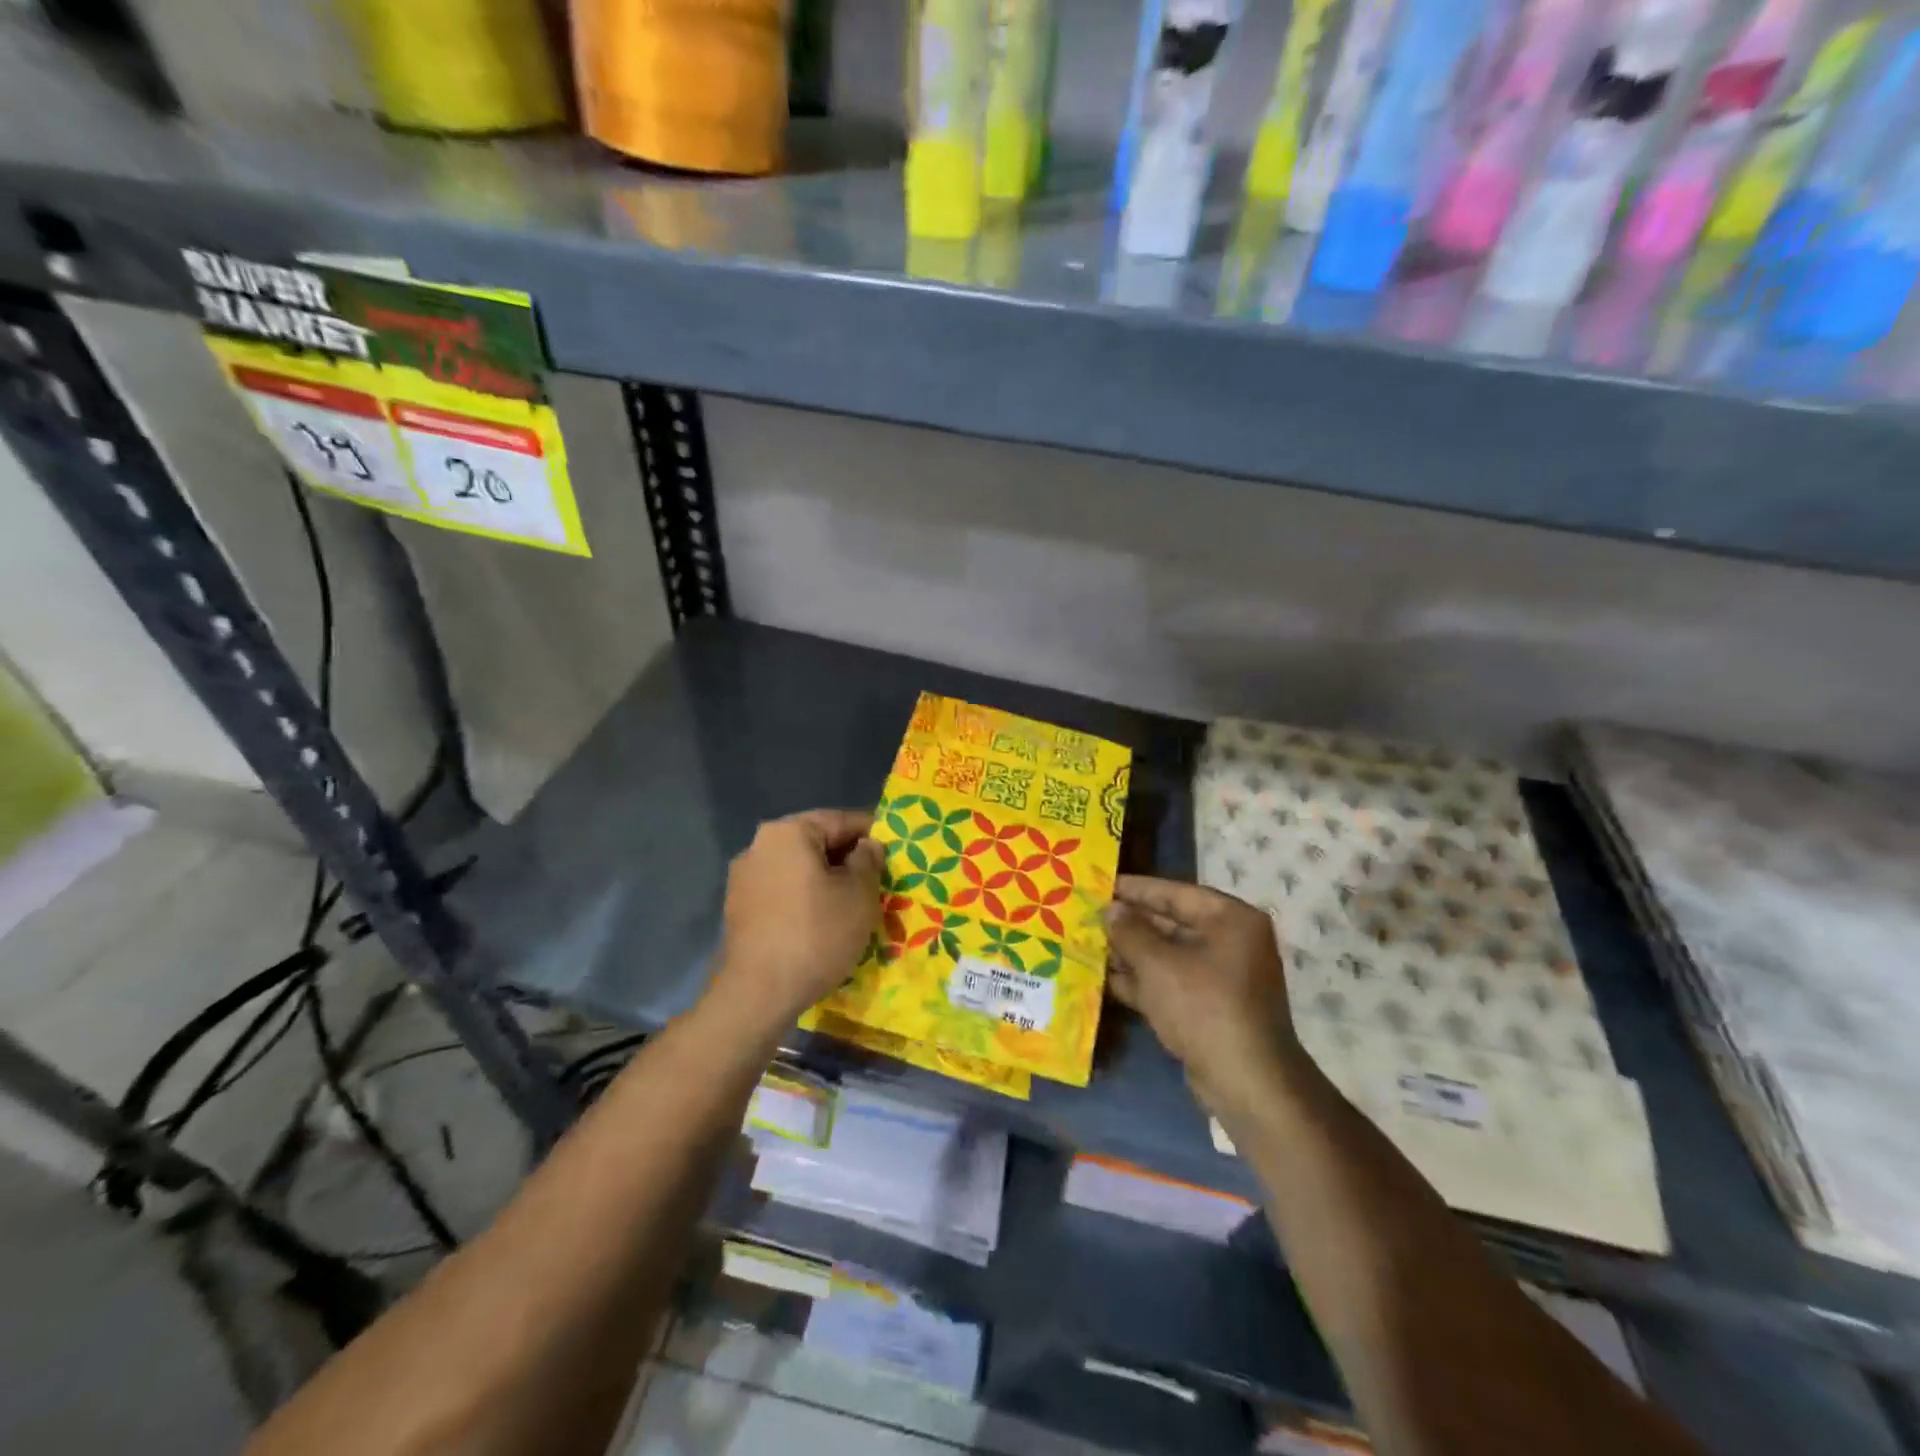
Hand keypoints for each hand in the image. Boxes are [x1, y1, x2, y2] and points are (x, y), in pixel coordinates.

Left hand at [709, 809, 884, 1034]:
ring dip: (826, 880)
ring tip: (853, 904)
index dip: (873, 833)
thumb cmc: (816, 934)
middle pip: (816, 843)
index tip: (895, 852)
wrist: (757, 994)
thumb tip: (867, 846)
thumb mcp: (859, 894)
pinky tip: (823, 922)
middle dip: (848, 859)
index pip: (841, 820)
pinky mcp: (738, 908)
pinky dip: (805, 899)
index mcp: (788, 832)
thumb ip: (868, 860)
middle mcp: (759, 845)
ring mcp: (744, 878)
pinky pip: (782, 891)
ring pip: (799, 869)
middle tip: (878, 880)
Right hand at [1105, 876, 1301, 1116]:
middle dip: (1130, 923)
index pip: (1175, 892)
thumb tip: (1110, 909)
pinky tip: (1105, 980)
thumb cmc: (1203, 1007)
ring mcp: (1222, 977)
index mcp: (1230, 919)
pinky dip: (1142, 981)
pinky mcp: (1210, 1007)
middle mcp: (1231, 942)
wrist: (1246, 1082)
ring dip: (1130, 953)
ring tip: (1088, 944)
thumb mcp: (1158, 965)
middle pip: (1171, 923)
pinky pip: (1171, 983)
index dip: (1136, 889)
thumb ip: (1130, 932)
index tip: (1101, 884)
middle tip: (1089, 916)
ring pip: (1168, 955)